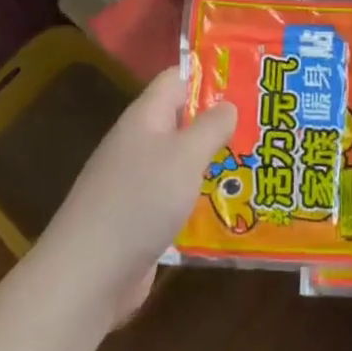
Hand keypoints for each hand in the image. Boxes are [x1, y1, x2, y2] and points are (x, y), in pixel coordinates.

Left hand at [32, 65, 235, 328]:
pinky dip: (200, 198)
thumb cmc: (140, 201)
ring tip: (257, 163)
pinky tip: (230, 206)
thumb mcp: (185, 156)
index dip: (209, 76)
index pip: (177, 79)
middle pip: (182, 120)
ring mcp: (136, 182)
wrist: (88, 274)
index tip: (248, 82)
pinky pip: (176, 196)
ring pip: (181, 161)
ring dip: (213, 163)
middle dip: (219, 122)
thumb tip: (228, 105)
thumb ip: (210, 127)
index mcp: (145, 117)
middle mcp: (139, 143)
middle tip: (263, 126)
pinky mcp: (139, 218)